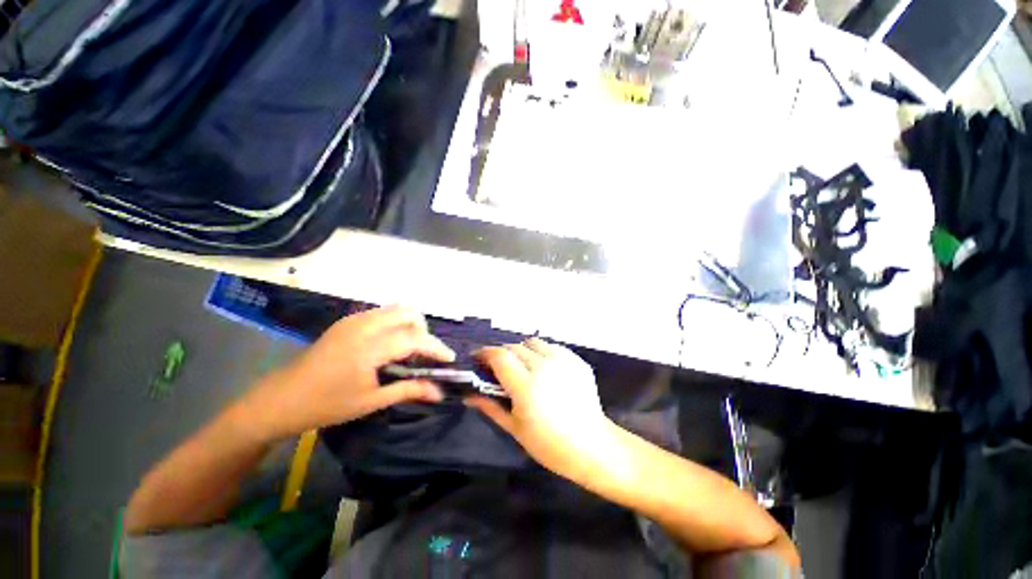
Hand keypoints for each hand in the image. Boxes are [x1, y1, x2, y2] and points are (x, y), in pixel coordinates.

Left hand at [235, 306, 454, 440]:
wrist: (280, 399)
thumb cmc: (326, 405)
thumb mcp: (371, 401)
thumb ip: (409, 390)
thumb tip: (439, 392)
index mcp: (369, 348)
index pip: (414, 339)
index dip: (436, 348)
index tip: (449, 359)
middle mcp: (364, 326)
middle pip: (408, 313)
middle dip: (423, 331)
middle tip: (423, 354)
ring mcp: (354, 320)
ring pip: (396, 309)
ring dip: (410, 325)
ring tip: (407, 349)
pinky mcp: (348, 321)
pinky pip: (382, 313)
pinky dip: (395, 323)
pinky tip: (389, 345)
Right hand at [466, 339, 616, 480]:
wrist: (592, 445)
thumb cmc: (549, 444)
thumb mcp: (515, 428)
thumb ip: (490, 407)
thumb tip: (468, 396)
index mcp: (526, 386)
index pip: (499, 356)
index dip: (485, 353)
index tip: (478, 359)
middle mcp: (544, 366)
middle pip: (514, 347)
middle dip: (502, 354)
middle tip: (498, 368)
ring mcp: (563, 361)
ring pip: (533, 342)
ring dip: (522, 350)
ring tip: (522, 367)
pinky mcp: (576, 360)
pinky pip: (551, 347)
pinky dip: (541, 353)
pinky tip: (544, 370)